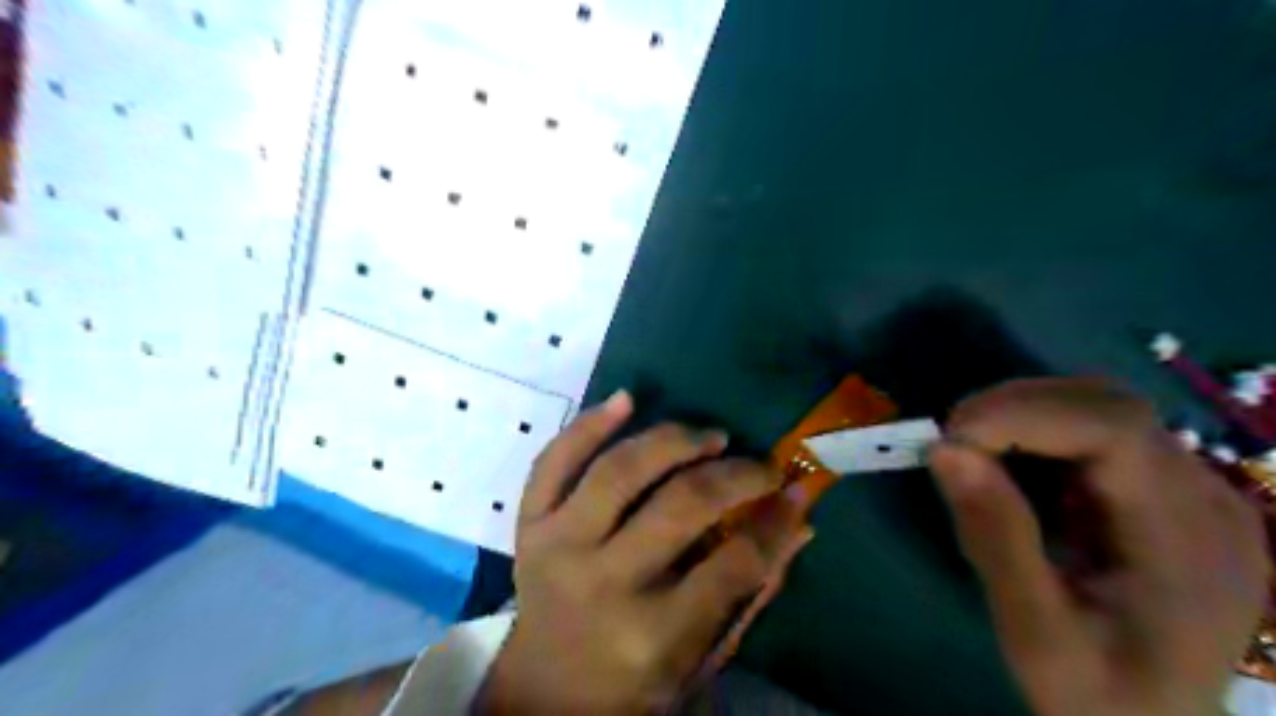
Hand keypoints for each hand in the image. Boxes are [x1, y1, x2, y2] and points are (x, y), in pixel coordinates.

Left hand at [472, 392, 811, 714]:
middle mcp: (603, 582)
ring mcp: (558, 545)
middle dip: (735, 476)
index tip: (794, 490)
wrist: (543, 688)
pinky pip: (554, 460)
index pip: (733, 562)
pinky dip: (589, 424)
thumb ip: (752, 590)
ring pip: (620, 470)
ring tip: (711, 437)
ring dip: (674, 441)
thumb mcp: (700, 655)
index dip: (774, 520)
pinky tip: (627, 399)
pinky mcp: (530, 523)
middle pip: (680, 505)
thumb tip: (799, 518)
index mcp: (653, 634)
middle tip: (761, 466)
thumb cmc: (632, 678)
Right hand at [929, 377, 1274, 711]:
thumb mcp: (1036, 635)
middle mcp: (1206, 501)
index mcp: (1189, 543)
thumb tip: (945, 449)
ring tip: (973, 453)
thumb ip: (996, 540)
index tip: (951, 439)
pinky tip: (1010, 469)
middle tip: (952, 443)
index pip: (1115, 429)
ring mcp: (1194, 493)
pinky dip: (1038, 434)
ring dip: (1024, 415)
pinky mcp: (1167, 493)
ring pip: (1101, 409)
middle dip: (1016, 408)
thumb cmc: (1099, 698)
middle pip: (1110, 405)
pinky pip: (1098, 435)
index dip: (1023, 413)